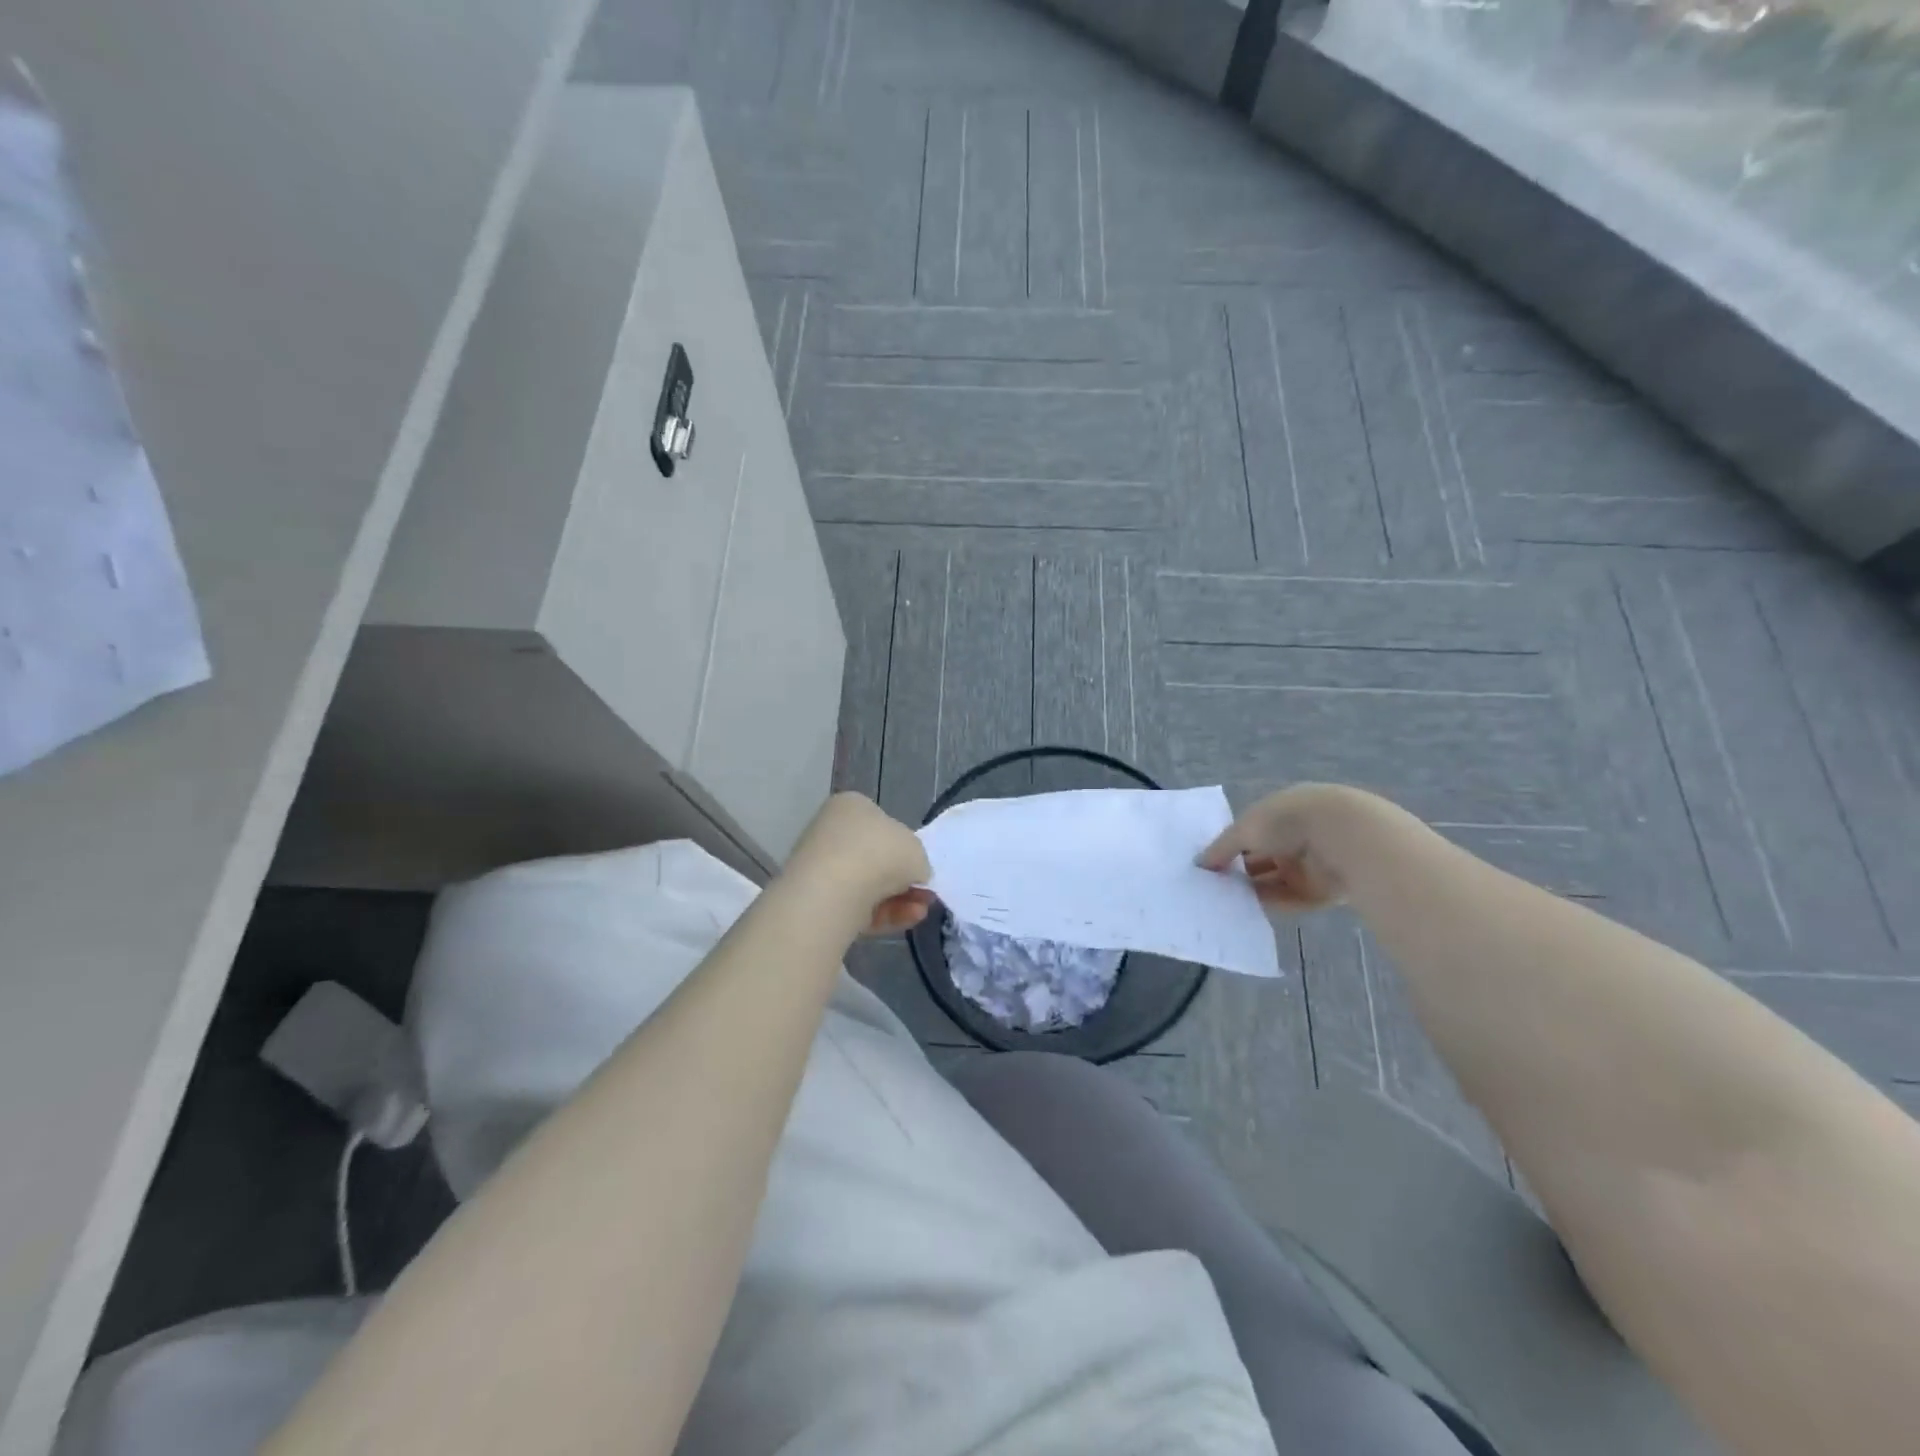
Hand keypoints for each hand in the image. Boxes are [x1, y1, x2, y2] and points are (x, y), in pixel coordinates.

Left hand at [786, 793, 933, 934]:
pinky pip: (858, 907)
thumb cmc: (879, 853)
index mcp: (851, 807)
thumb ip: (918, 859)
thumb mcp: (917, 849)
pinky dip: (884, 914)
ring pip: (869, 886)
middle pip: (875, 858)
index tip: (920, 865)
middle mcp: (831, 833)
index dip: (904, 845)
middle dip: (904, 879)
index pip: (880, 823)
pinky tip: (908, 920)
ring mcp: (821, 869)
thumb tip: (913, 873)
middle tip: (926, 894)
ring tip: (922, 910)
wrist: (834, 892)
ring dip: (900, 899)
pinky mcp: (818, 902)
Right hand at [1197, 784, 1371, 910]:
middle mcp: (1294, 838)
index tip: (1208, 864)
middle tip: (1211, 887)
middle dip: (1238, 871)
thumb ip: (1221, 848)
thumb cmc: (1287, 821)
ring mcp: (1310, 865)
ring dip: (1251, 889)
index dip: (1229, 847)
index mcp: (1279, 814)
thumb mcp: (1245, 829)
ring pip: (1273, 881)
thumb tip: (1200, 863)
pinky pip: (1290, 899)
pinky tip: (1246, 911)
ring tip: (1223, 901)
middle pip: (1260, 858)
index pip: (1249, 832)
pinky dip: (1270, 904)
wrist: (1344, 838)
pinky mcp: (1322, 891)